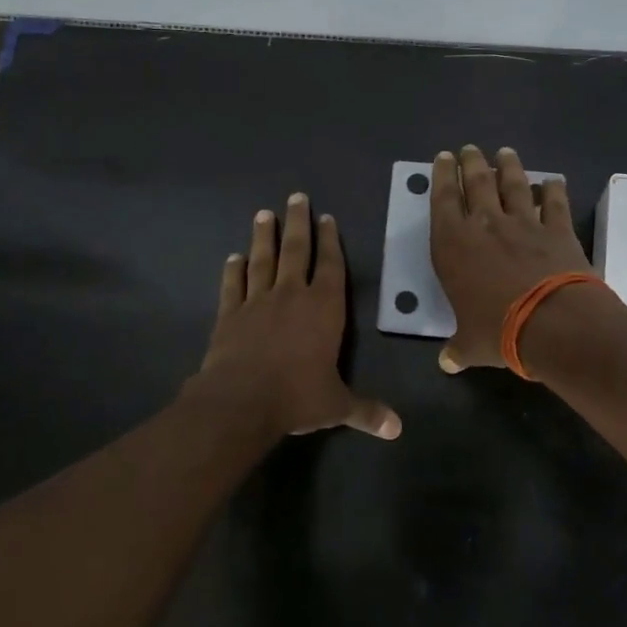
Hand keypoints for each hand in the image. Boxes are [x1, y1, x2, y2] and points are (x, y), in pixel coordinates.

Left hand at [192, 193, 401, 440]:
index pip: (331, 266)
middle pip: (296, 250)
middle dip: (298, 223)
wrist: (241, 400)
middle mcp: (291, 295)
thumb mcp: (337, 406)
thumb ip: (366, 411)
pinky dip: (233, 270)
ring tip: (264, 214)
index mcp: (324, 308)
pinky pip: (233, 285)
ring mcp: (257, 301)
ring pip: (262, 260)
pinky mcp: (229, 314)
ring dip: (264, 236)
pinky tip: (233, 257)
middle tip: (296, 197)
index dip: (330, 241)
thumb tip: (397, 429)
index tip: (327, 218)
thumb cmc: (297, 397)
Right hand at [430, 145, 593, 372]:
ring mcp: (524, 224)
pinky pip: (554, 203)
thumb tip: (447, 363)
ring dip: (509, 166)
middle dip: (472, 163)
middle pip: (477, 183)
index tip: (444, 158)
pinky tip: (553, 180)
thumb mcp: (470, 344)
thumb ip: (458, 348)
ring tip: (506, 152)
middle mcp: (485, 225)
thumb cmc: (497, 331)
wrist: (551, 323)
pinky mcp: (557, 230)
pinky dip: (553, 190)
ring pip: (514, 185)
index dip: (443, 176)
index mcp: (453, 245)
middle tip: (470, 149)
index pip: (444, 200)